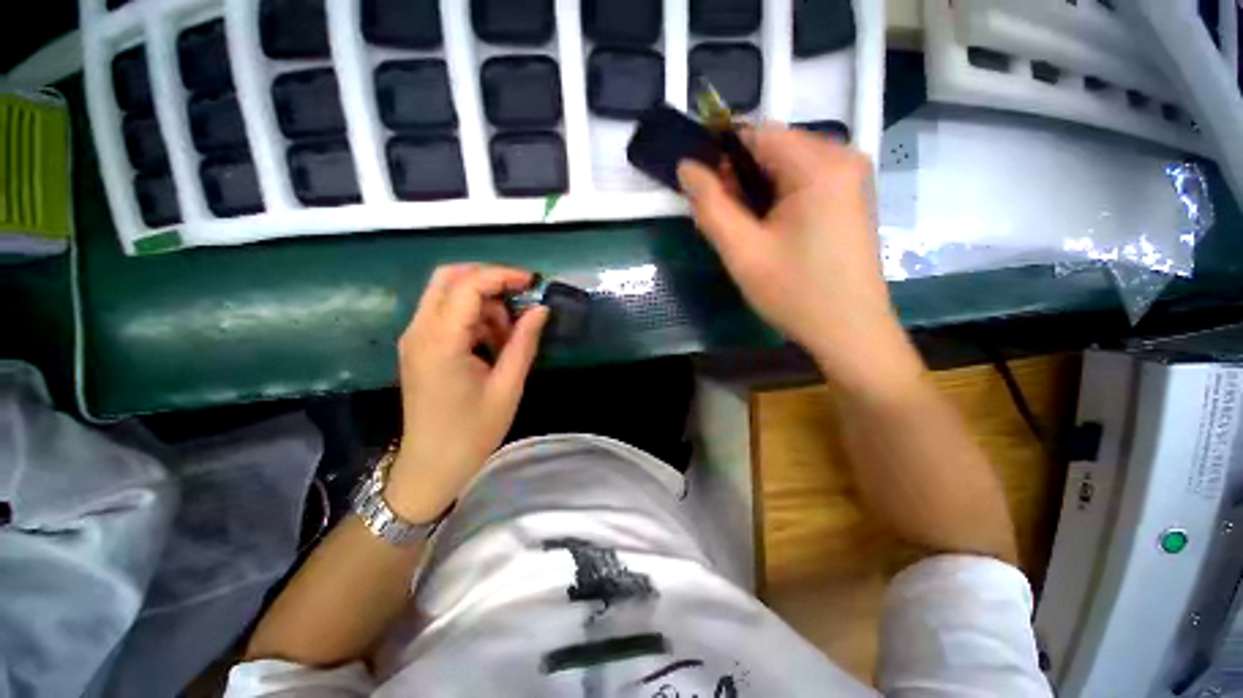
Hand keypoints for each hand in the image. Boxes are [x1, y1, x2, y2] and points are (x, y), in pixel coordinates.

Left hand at [388, 264, 548, 521]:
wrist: (430, 467)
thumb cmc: (472, 432)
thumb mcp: (507, 387)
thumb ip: (524, 342)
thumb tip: (540, 309)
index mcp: (441, 341)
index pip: (468, 285)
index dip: (502, 275)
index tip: (533, 282)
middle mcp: (420, 331)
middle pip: (448, 278)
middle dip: (488, 279)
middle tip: (520, 295)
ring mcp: (415, 338)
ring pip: (448, 295)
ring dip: (483, 302)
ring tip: (510, 333)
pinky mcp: (419, 347)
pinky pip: (446, 315)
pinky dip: (473, 317)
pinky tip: (493, 342)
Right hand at [678, 126, 919, 394]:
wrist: (848, 332)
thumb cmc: (794, 292)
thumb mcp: (742, 251)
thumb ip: (710, 205)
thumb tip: (686, 167)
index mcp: (819, 164)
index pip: (755, 134)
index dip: (720, 157)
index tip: (703, 192)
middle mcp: (842, 157)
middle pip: (772, 150)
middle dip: (739, 180)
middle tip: (724, 223)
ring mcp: (851, 178)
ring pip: (785, 168)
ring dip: (756, 193)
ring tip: (745, 234)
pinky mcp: (850, 198)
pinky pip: (802, 183)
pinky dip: (777, 201)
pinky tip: (769, 234)